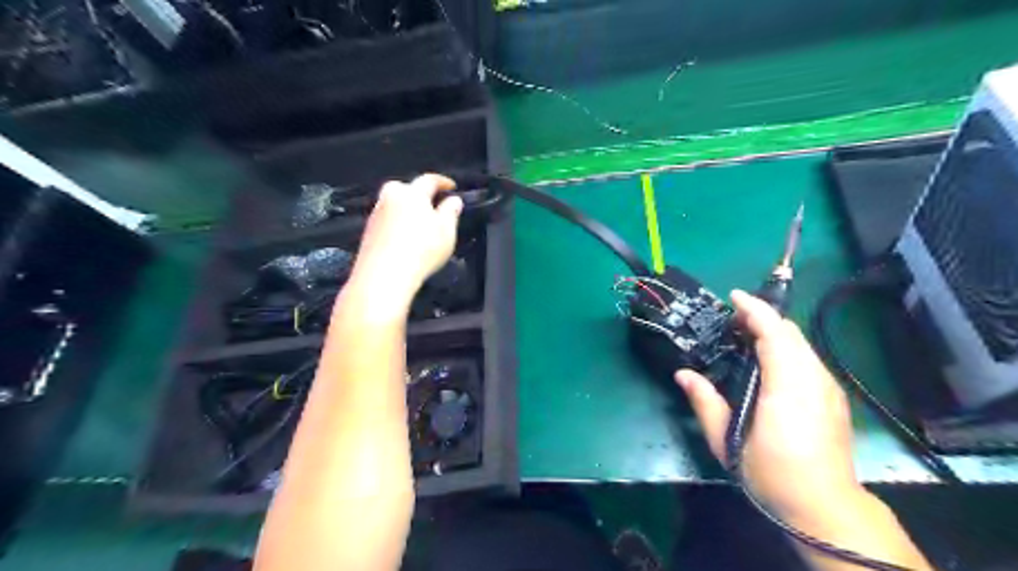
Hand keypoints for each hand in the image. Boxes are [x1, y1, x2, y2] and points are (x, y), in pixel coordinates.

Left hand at [348, 175, 464, 303]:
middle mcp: (390, 199)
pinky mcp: (369, 232)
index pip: (429, 180)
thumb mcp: (447, 231)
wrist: (384, 276)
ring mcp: (377, 215)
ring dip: (408, 211)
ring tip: (422, 227)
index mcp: (412, 193)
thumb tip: (454, 201)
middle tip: (434, 206)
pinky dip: (398, 226)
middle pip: (406, 189)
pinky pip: (387, 222)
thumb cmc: (419, 251)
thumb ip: (451, 212)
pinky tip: (407, 240)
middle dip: (420, 195)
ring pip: (395, 205)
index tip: (450, 187)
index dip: (442, 182)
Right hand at [674, 292, 864, 528]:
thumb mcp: (728, 439)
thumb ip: (705, 401)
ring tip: (746, 336)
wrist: (825, 506)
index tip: (733, 296)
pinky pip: (807, 359)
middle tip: (732, 319)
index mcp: (788, 385)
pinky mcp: (832, 398)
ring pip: (801, 345)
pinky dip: (786, 348)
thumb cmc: (772, 472)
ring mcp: (828, 388)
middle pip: (790, 333)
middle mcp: (813, 379)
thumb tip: (683, 374)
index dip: (754, 309)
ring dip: (775, 332)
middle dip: (763, 317)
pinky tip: (768, 362)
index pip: (775, 333)